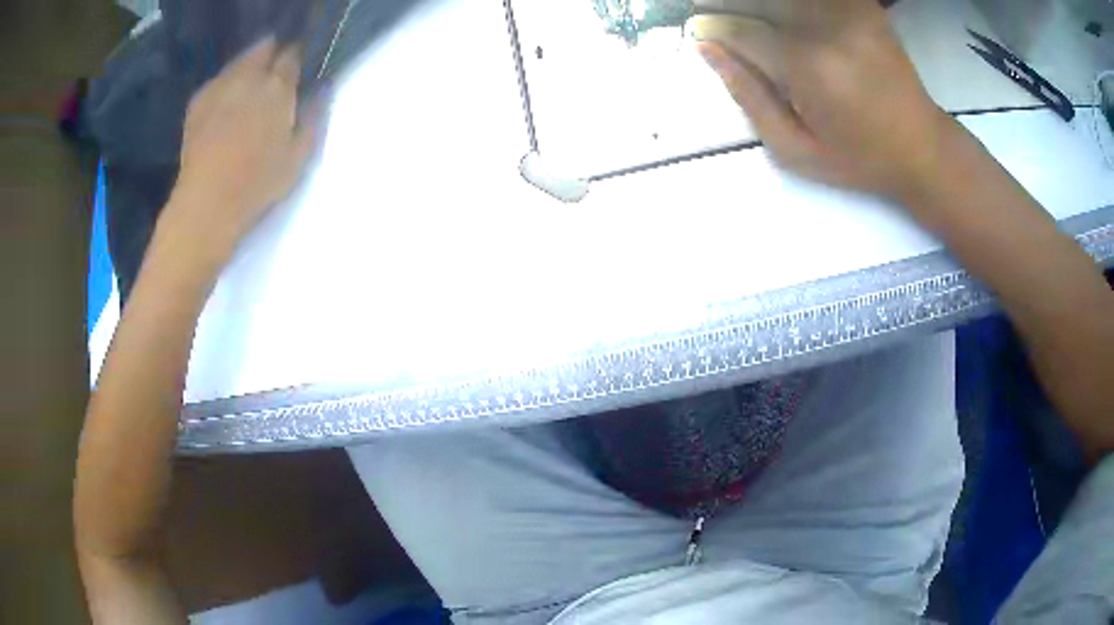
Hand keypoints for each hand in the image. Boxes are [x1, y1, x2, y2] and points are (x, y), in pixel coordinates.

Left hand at [168, 36, 316, 256]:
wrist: (206, 203)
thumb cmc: (257, 183)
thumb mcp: (298, 157)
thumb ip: (312, 118)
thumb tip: (321, 89)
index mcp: (278, 88)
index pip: (292, 56)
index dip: (296, 60)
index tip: (297, 71)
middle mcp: (249, 77)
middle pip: (264, 49)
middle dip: (271, 55)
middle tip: (273, 75)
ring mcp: (220, 86)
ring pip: (239, 62)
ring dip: (247, 66)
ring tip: (248, 87)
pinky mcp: (198, 102)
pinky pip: (217, 81)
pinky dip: (225, 85)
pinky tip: (225, 104)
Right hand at [690, 0, 952, 199]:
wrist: (923, 148)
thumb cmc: (859, 159)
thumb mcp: (796, 150)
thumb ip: (748, 97)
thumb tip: (708, 50)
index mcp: (806, 67)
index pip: (739, 30)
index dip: (712, 28)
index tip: (699, 32)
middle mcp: (825, 28)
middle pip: (758, 0)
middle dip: (728, 5)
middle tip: (719, 18)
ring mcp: (848, 12)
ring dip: (761, 4)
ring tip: (754, 20)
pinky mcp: (863, 7)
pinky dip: (794, 4)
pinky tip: (788, 17)